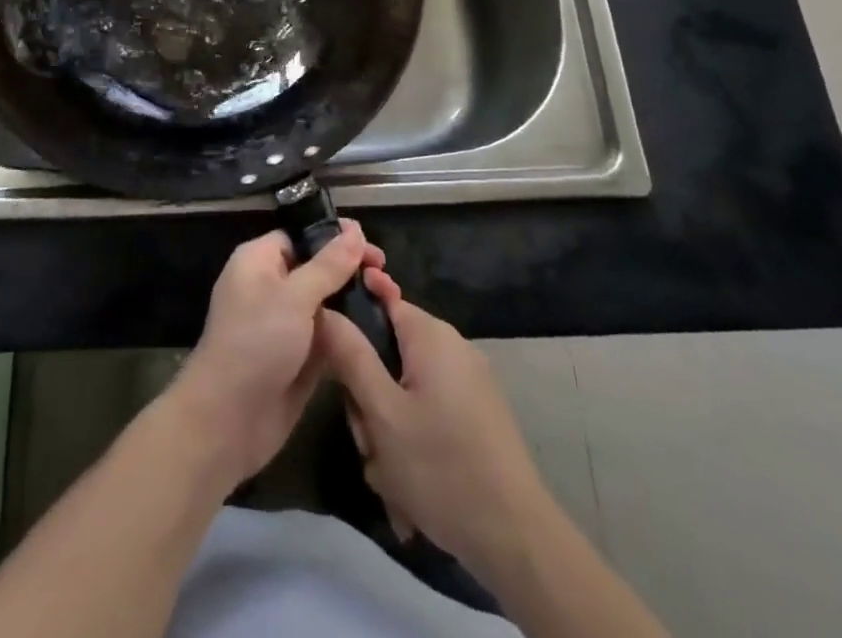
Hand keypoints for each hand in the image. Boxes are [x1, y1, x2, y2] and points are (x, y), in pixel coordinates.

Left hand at [167, 221, 397, 489]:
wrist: (229, 420)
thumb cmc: (256, 343)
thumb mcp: (294, 297)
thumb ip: (328, 265)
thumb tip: (354, 230)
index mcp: (259, 261)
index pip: (300, 236)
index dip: (334, 236)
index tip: (370, 243)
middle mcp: (271, 287)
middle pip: (316, 268)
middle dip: (349, 269)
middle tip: (385, 274)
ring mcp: (285, 324)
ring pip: (325, 303)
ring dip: (353, 301)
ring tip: (391, 298)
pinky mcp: (299, 357)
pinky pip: (328, 335)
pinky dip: (349, 331)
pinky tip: (381, 328)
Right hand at [318, 297, 553, 589]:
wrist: (518, 541)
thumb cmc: (441, 467)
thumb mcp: (381, 413)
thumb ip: (349, 355)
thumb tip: (323, 309)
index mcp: (431, 335)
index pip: (380, 298)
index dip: (351, 323)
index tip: (333, 359)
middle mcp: (452, 348)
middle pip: (389, 354)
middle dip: (370, 400)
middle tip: (368, 442)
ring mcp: (469, 384)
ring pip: (405, 393)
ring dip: (389, 434)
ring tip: (391, 479)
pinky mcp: (478, 418)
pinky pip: (428, 417)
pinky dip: (414, 448)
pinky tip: (411, 494)